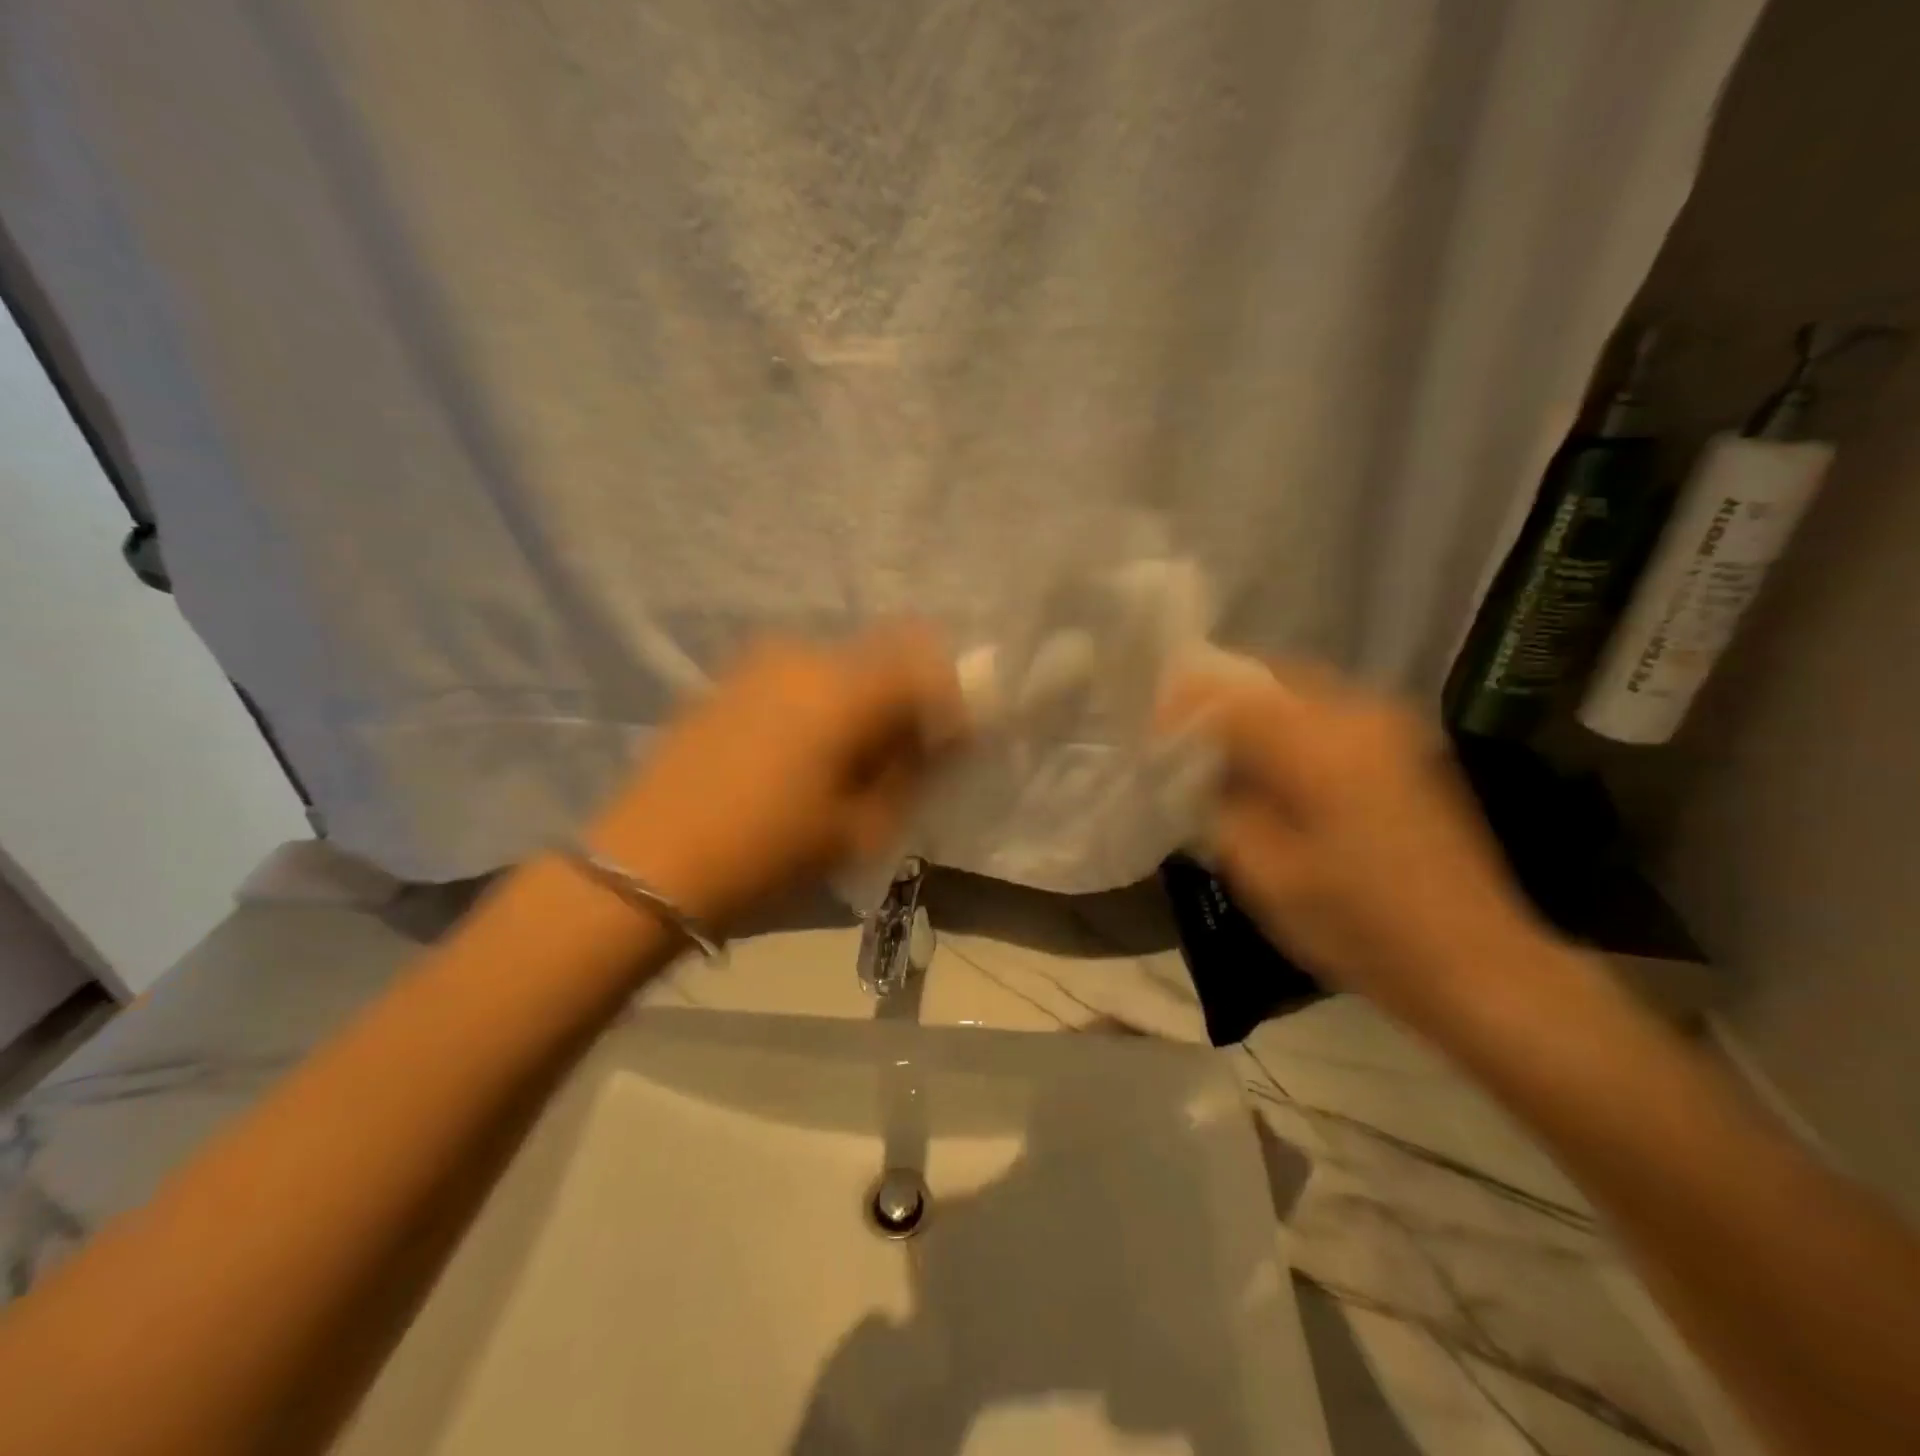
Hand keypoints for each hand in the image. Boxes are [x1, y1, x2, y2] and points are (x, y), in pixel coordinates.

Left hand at [589, 628, 965, 927]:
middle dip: (908, 700)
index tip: (952, 746)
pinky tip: (804, 752)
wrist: (646, 865)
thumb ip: (911, 772)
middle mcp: (805, 656)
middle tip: (904, 758)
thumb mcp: (858, 827)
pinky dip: (823, 702)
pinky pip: (801, 677)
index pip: (928, 667)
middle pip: (886, 657)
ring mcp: (760, 662)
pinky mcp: (729, 679)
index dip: (953, 702)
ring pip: (842, 666)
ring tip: (851, 760)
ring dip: (865, 701)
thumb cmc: (765, 854)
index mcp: (844, 690)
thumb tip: (939, 741)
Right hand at [1162, 660, 1549, 1027]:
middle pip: (1266, 679)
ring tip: (1218, 748)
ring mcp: (1389, 727)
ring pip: (1298, 690)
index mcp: (1317, 749)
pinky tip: (1270, 760)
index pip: (1229, 699)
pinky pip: (1327, 710)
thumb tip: (1198, 768)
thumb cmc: (1358, 927)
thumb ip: (1222, 806)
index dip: (1182, 706)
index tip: (1151, 729)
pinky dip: (1286, 722)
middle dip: (1216, 700)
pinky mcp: (1405, 745)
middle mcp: (1358, 717)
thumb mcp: (1265, 875)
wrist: (1475, 962)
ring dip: (1251, 710)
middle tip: (1179, 734)